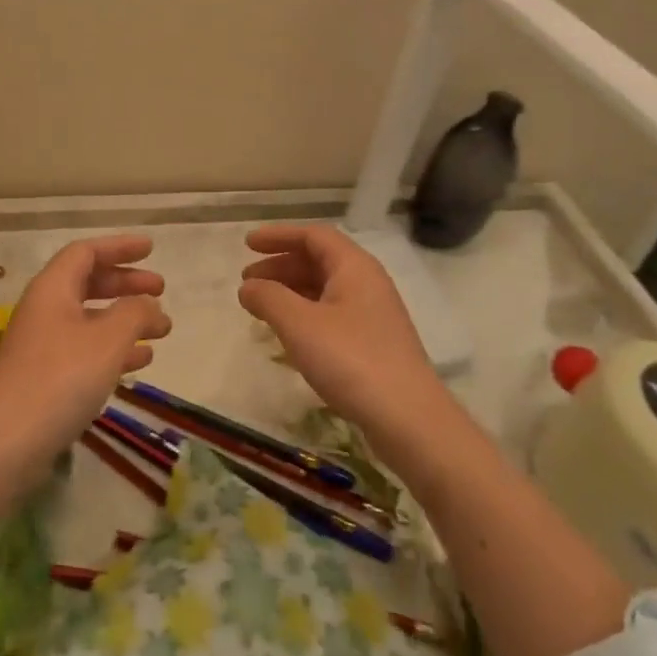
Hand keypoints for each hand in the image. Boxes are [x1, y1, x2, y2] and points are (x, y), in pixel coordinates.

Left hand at [0, 234, 171, 461]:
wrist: (3, 445)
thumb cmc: (59, 379)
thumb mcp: (107, 340)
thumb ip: (134, 313)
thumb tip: (149, 304)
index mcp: (53, 289)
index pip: (86, 252)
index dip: (119, 247)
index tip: (150, 250)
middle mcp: (45, 310)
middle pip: (88, 283)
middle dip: (126, 284)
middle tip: (161, 290)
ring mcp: (43, 346)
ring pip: (90, 319)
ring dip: (126, 319)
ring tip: (162, 330)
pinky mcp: (45, 378)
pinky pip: (86, 350)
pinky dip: (114, 349)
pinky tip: (141, 362)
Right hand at [238, 224, 447, 439]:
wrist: (409, 419)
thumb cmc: (351, 359)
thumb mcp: (299, 324)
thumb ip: (268, 298)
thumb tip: (247, 287)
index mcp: (354, 266)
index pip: (313, 235)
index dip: (278, 236)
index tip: (247, 244)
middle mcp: (367, 282)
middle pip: (318, 260)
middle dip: (280, 266)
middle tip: (247, 281)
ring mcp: (373, 314)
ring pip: (325, 289)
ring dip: (291, 291)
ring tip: (261, 307)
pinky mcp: (374, 343)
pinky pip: (332, 313)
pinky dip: (305, 314)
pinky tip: (289, 334)